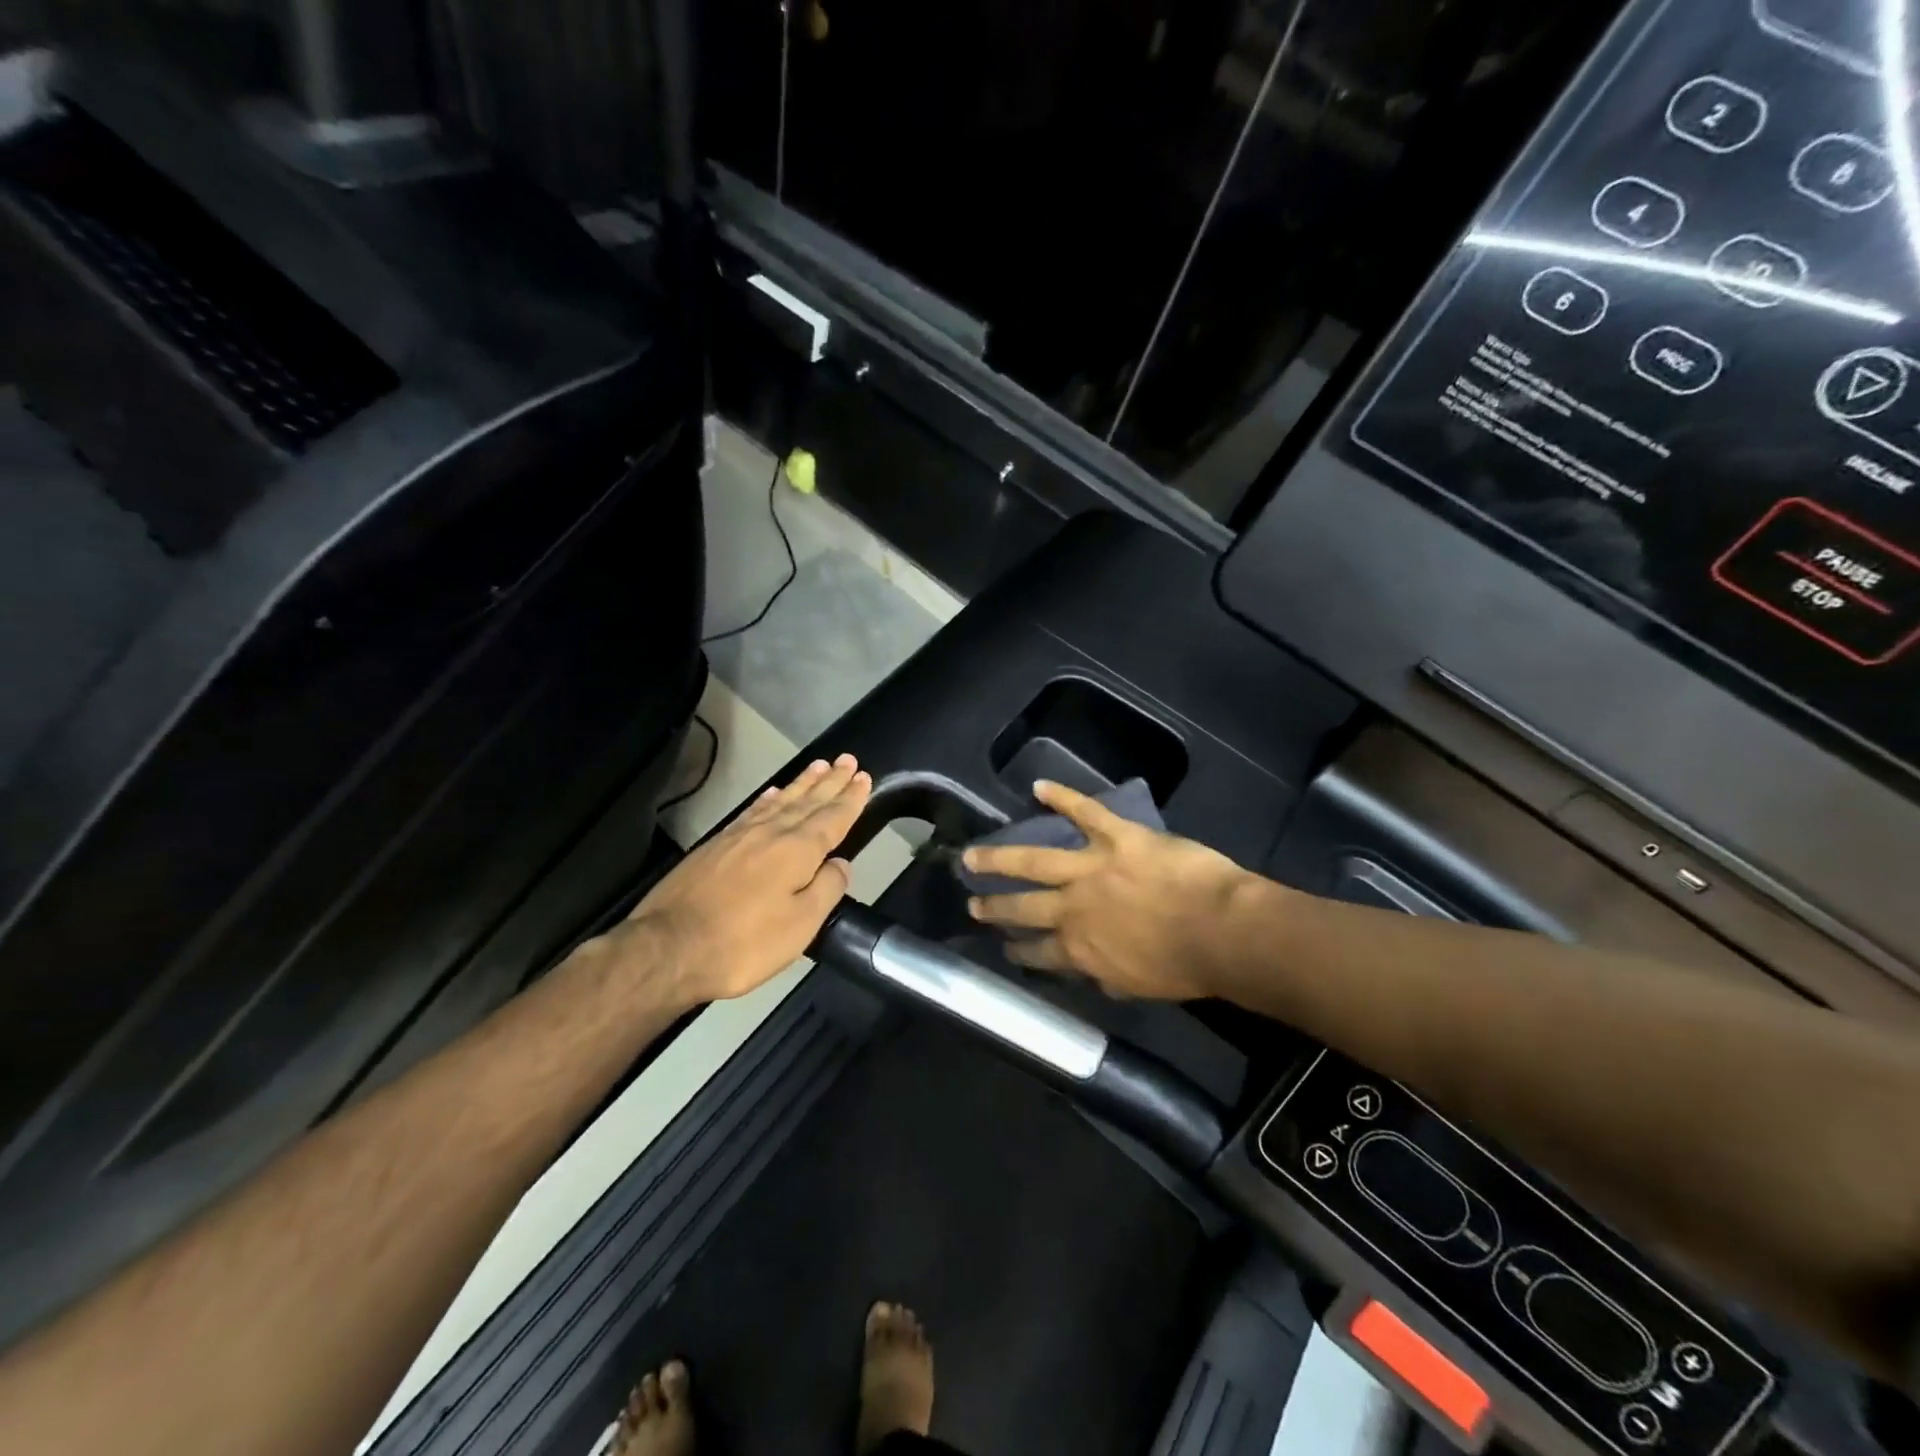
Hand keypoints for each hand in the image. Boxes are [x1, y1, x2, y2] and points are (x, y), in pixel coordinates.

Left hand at [611, 754, 871, 1004]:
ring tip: (818, 766)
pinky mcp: (716, 846)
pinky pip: (752, 811)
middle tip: (847, 760)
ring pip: (780, 801)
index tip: (864, 777)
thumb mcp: (800, 925)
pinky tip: (773, 793)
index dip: (850, 799)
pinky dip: (768, 799)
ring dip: (803, 784)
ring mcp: (740, 836)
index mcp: (797, 851)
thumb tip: (841, 864)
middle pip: (808, 802)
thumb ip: (826, 889)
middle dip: (830, 781)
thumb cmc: (744, 942)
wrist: (669, 947)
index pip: (832, 818)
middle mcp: (771, 833)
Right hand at [962, 780, 1251, 999]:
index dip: (1018, 951)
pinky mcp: (1116, 836)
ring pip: (1033, 859)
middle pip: (1023, 907)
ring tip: (973, 855)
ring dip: (1000, 858)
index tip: (1004, 948)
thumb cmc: (1187, 966)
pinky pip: (1085, 811)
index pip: (1039, 953)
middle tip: (972, 903)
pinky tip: (1039, 787)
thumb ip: (1108, 975)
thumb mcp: (1139, 984)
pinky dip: (1061, 796)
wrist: (1220, 931)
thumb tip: (1093, 973)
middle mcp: (1073, 908)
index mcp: (1081, 949)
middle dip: (994, 907)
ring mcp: (1090, 868)